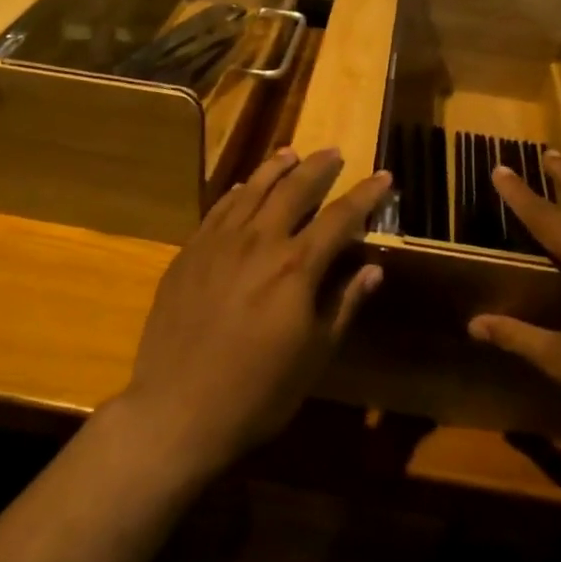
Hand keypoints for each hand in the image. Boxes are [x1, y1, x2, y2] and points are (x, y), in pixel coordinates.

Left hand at [119, 148, 392, 475]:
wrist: (176, 409)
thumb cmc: (257, 392)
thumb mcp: (314, 356)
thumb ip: (343, 305)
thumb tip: (372, 269)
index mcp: (296, 267)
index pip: (340, 217)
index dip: (365, 194)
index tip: (383, 175)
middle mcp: (258, 242)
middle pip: (294, 189)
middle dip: (318, 167)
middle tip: (333, 152)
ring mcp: (218, 243)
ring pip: (252, 189)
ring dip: (275, 168)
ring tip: (291, 153)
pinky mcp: (189, 253)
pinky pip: (217, 209)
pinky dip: (236, 192)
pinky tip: (243, 186)